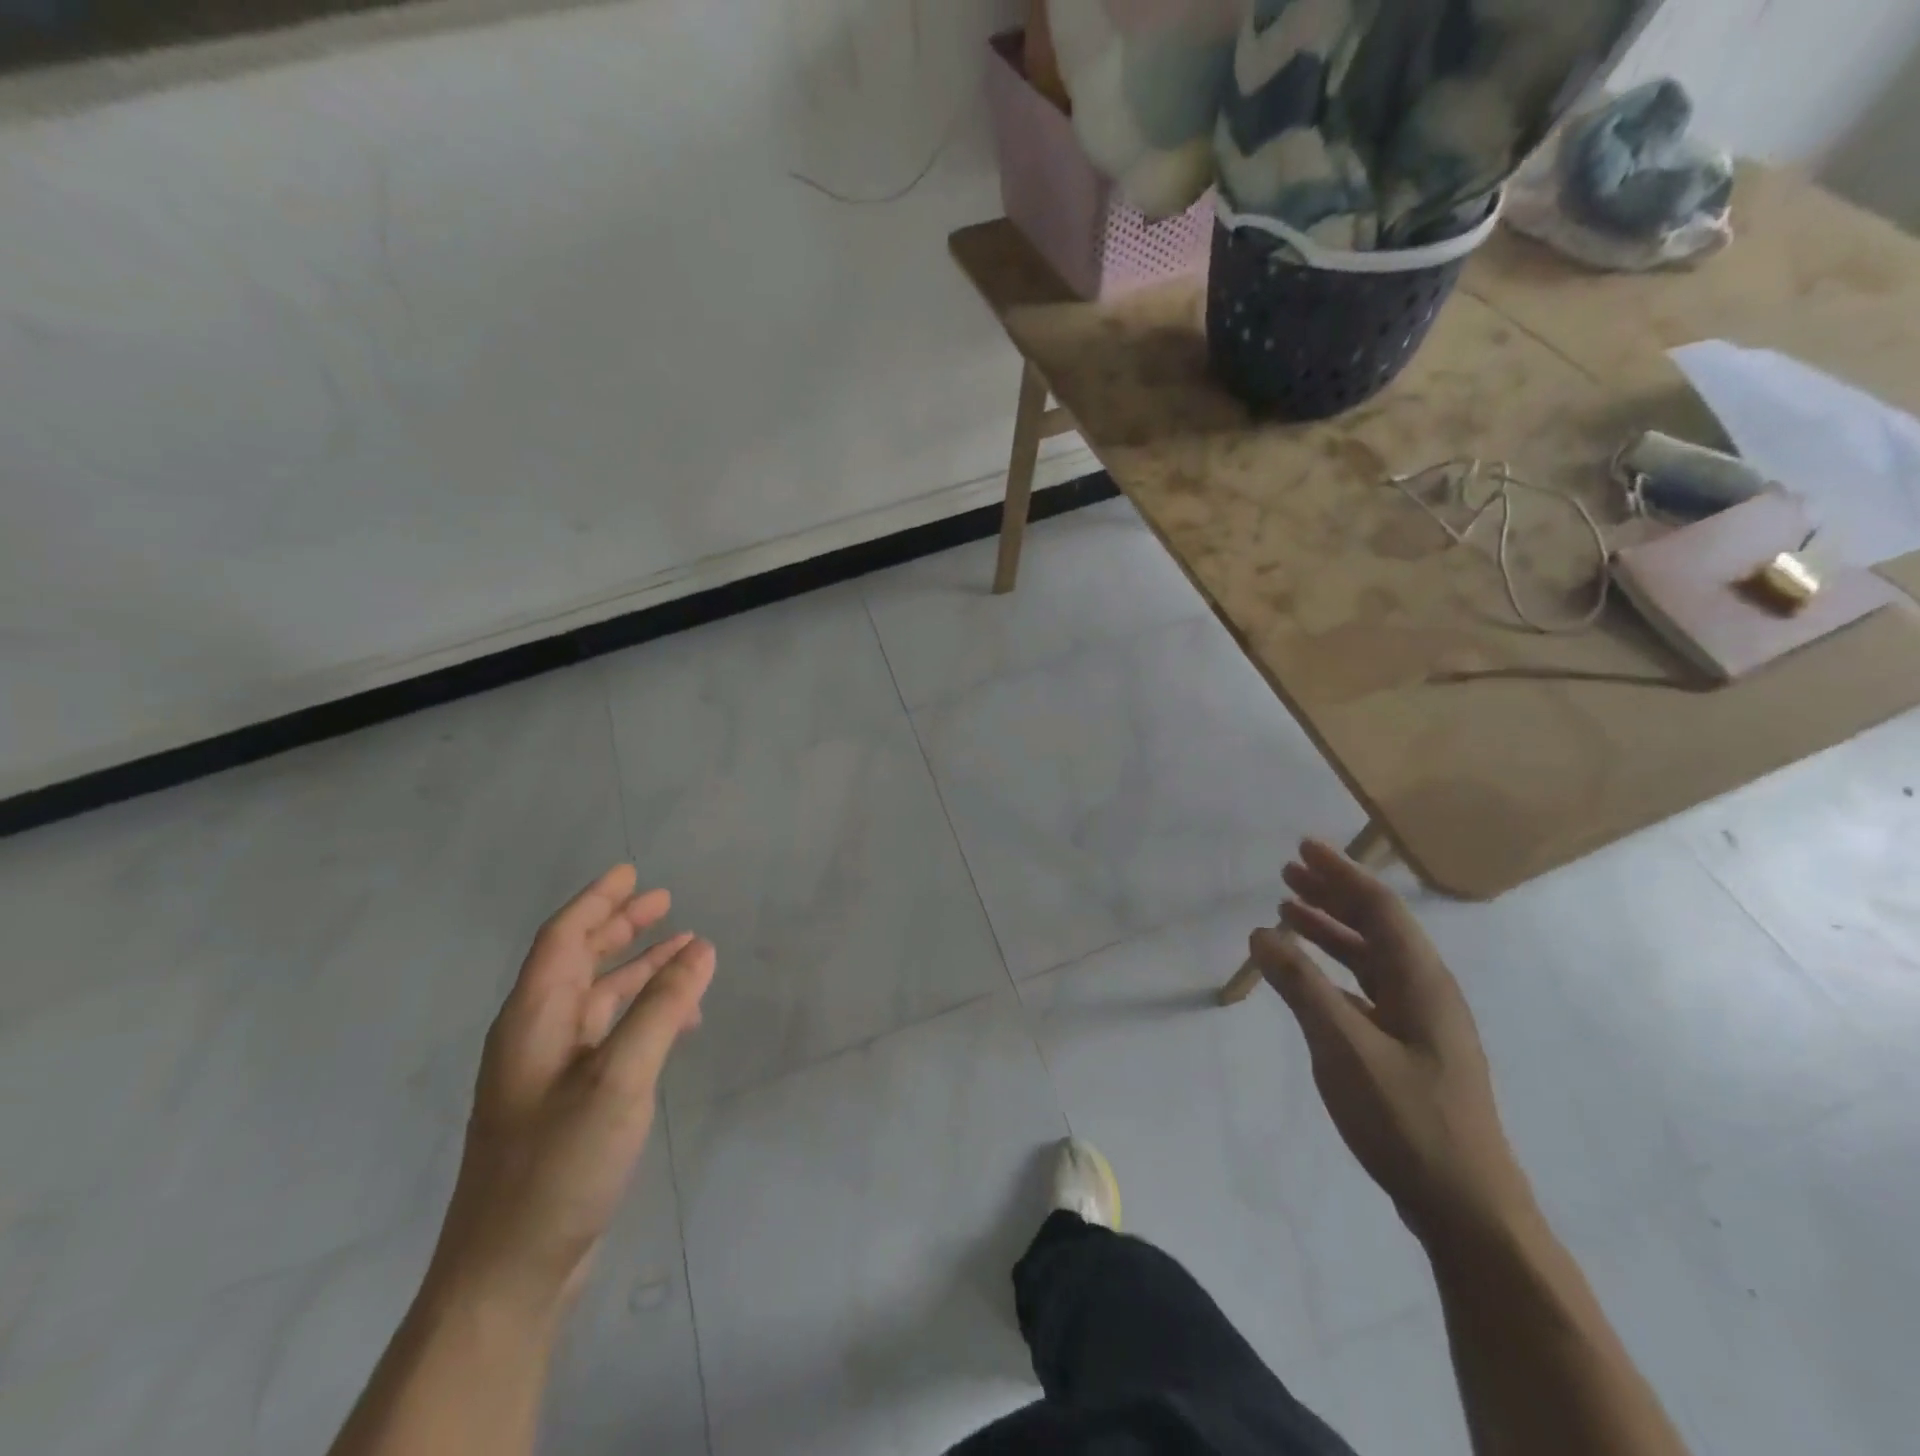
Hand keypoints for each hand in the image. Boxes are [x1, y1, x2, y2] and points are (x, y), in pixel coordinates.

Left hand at [426, 866, 714, 1322]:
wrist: (508, 1273)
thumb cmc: (558, 1164)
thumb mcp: (619, 1077)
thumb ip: (661, 1008)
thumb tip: (700, 948)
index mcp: (532, 1018)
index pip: (563, 937)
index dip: (597, 900)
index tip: (631, 871)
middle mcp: (535, 1035)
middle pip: (578, 961)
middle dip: (619, 926)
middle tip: (664, 901)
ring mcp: (549, 1072)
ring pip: (597, 998)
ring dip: (638, 969)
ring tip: (684, 950)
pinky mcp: (565, 1103)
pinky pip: (608, 1034)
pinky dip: (642, 1014)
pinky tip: (676, 1021)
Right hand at [1249, 840, 1533, 1248]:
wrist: (1467, 1209)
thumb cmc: (1408, 1120)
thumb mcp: (1344, 1048)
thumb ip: (1301, 987)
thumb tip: (1262, 933)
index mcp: (1421, 982)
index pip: (1379, 909)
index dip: (1341, 874)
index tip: (1303, 848)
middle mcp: (1426, 993)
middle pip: (1377, 927)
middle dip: (1332, 895)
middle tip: (1288, 873)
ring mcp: (1421, 1024)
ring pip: (1372, 958)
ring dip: (1331, 930)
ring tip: (1289, 912)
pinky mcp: (1410, 1051)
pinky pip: (1368, 989)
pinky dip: (1335, 970)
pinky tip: (1310, 976)